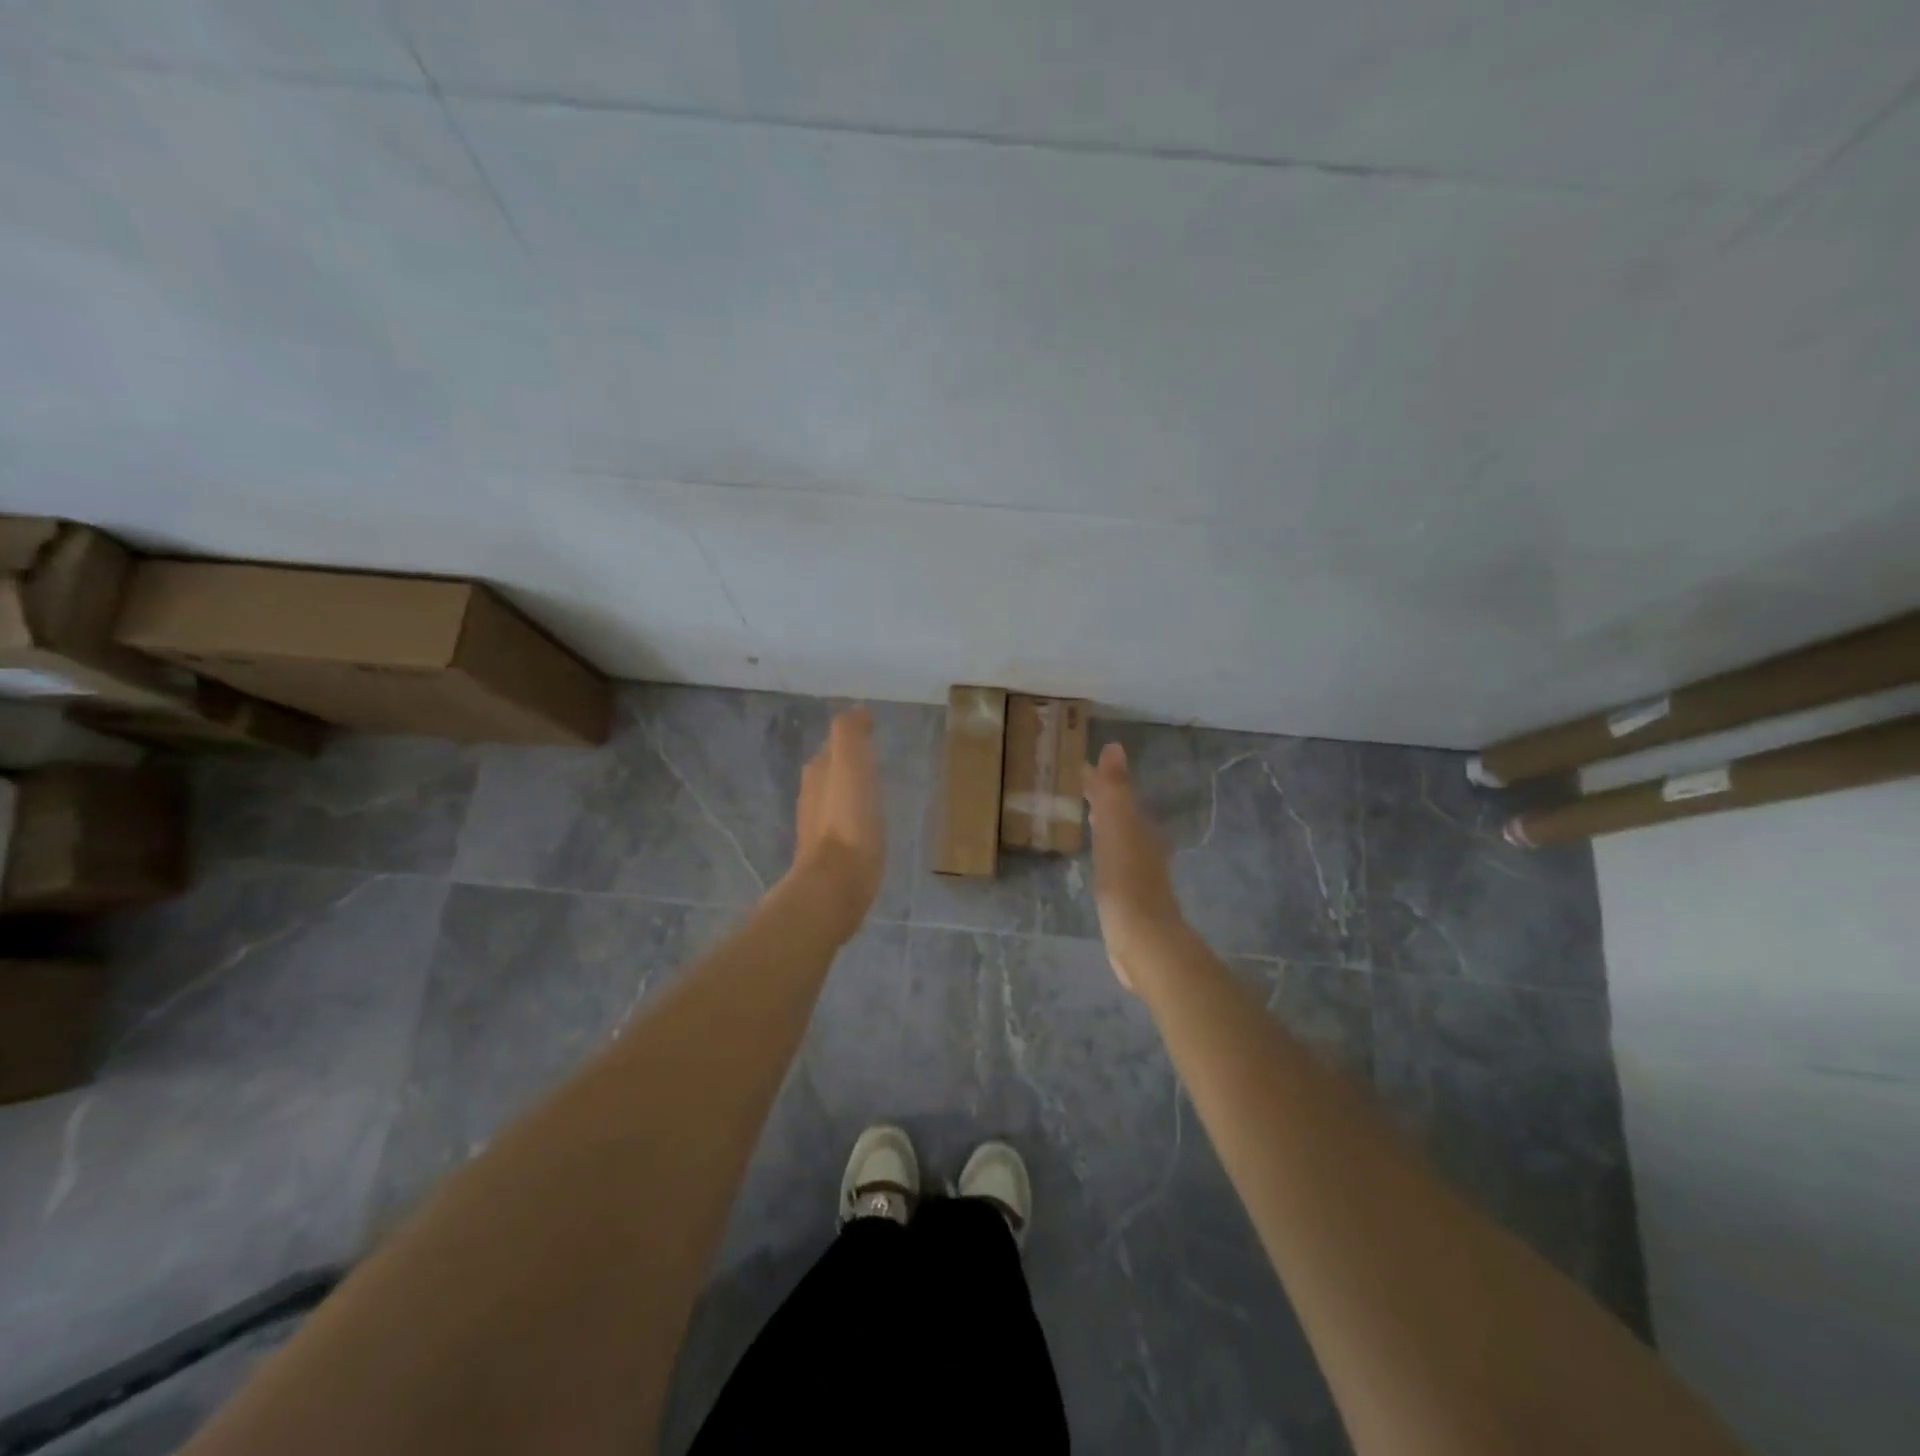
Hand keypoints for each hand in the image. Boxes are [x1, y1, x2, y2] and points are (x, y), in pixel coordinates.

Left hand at [790, 707, 885, 940]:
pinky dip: (854, 817)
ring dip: (849, 791)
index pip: (833, 744)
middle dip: (848, 763)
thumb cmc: (849, 821)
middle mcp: (812, 795)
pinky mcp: (829, 854)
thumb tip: (857, 709)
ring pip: (834, 798)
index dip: (851, 736)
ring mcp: (817, 827)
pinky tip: (868, 825)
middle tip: (875, 759)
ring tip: (874, 790)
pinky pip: (842, 825)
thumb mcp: (851, 765)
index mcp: (818, 771)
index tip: (872, 731)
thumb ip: (850, 733)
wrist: (836, 883)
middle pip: (830, 770)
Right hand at [1082, 742, 1186, 990]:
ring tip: (1085, 817)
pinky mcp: (1131, 897)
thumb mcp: (1117, 827)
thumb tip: (1114, 746)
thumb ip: (1115, 789)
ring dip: (1104, 824)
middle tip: (1077, 788)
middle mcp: (1145, 845)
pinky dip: (1104, 850)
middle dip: (1102, 800)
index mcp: (1140, 827)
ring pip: (1120, 837)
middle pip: (1120, 814)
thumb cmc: (1126, 879)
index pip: (1116, 794)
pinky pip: (1115, 861)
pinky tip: (1097, 860)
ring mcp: (1140, 873)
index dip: (1098, 780)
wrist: (1143, 938)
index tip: (1077, 767)